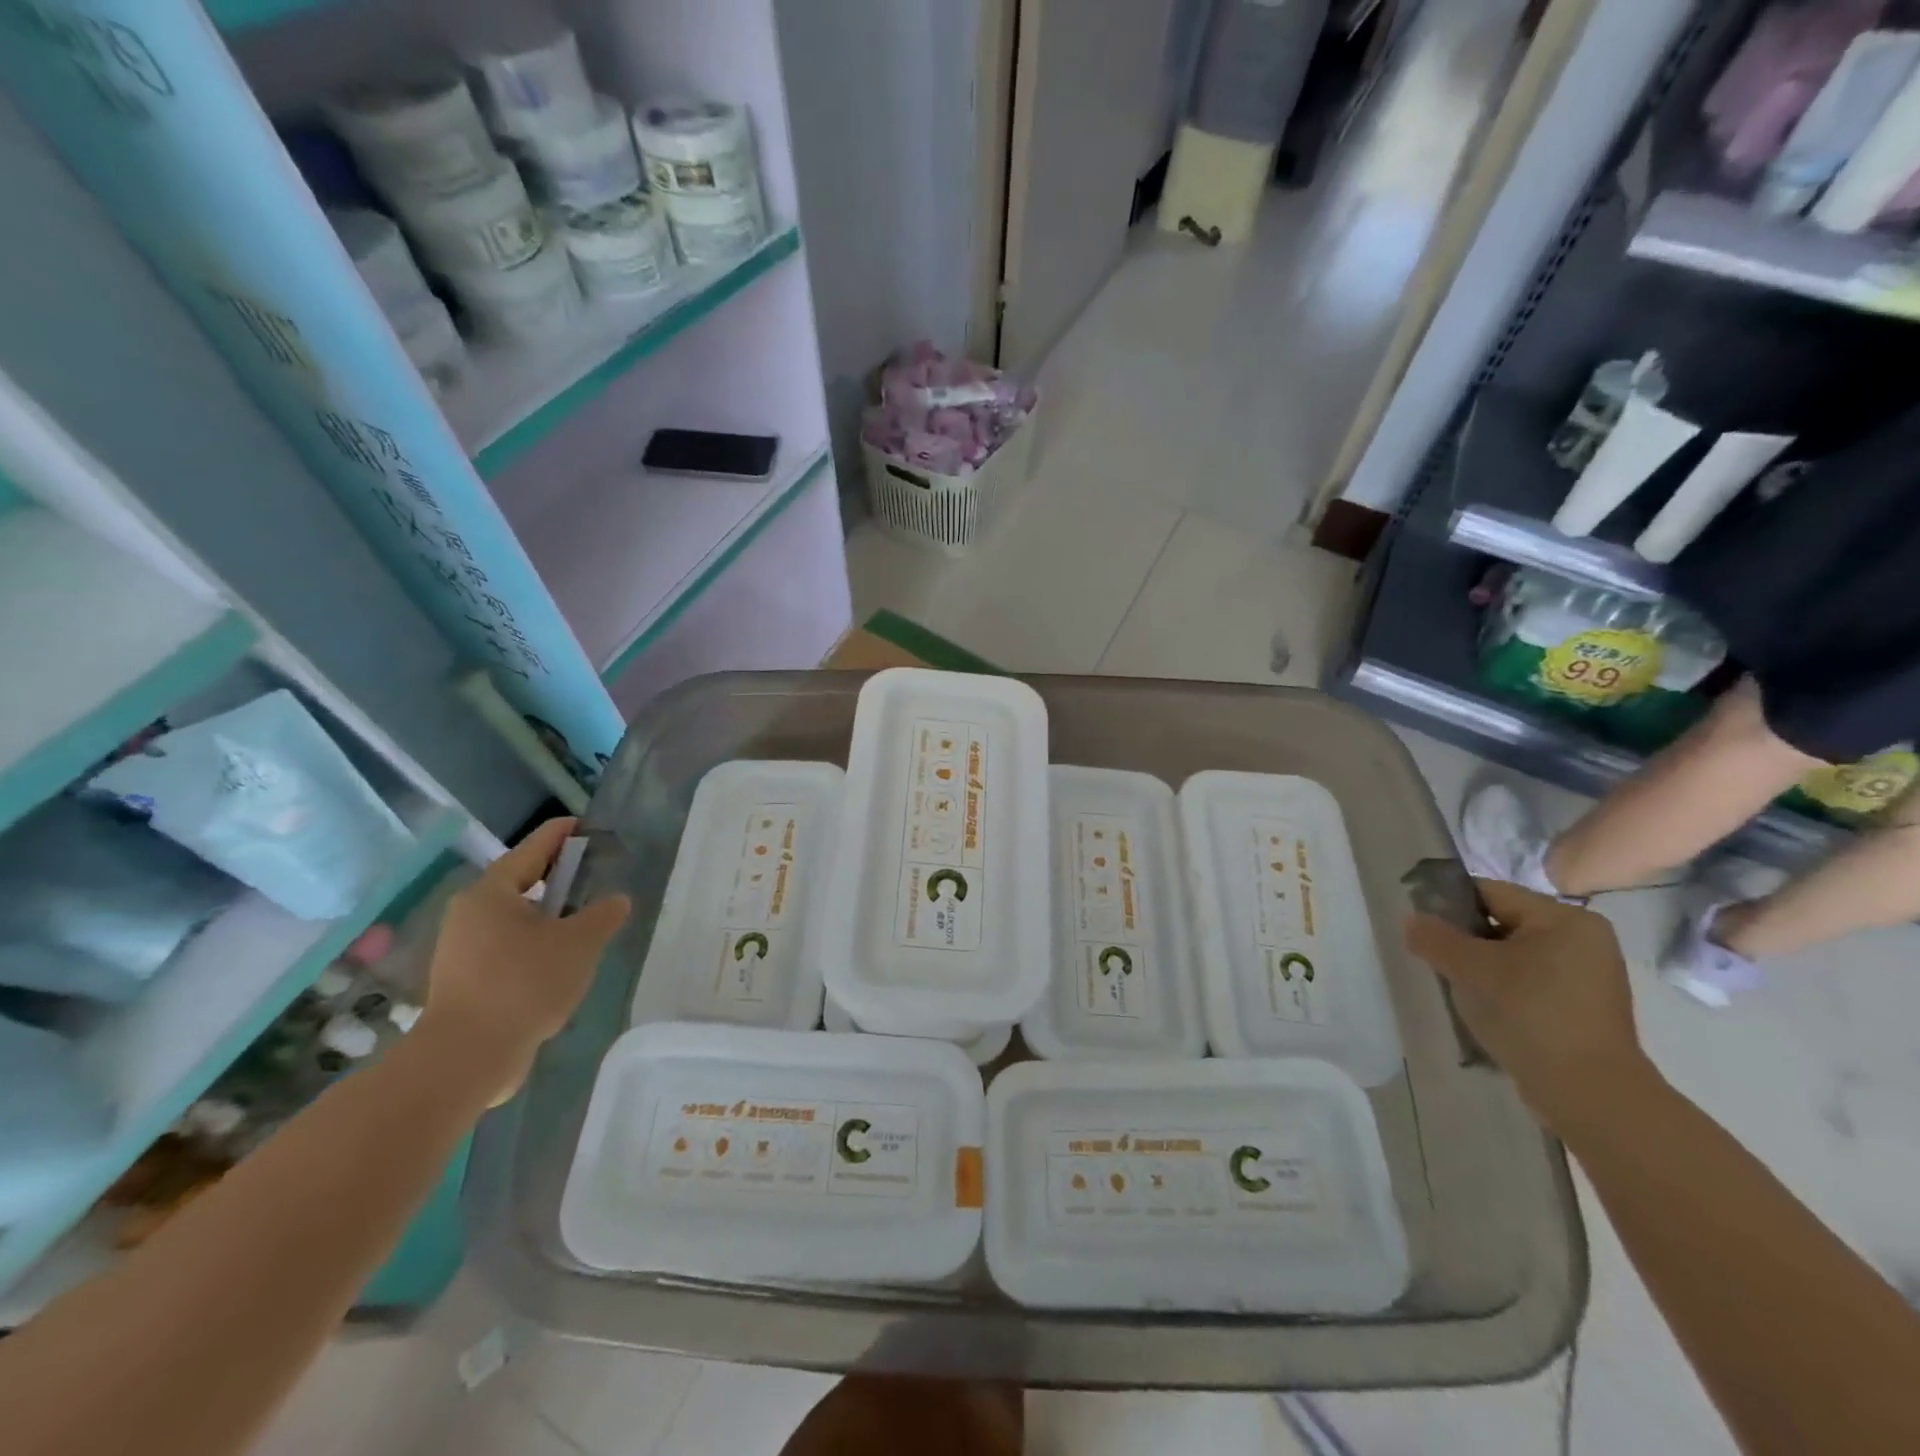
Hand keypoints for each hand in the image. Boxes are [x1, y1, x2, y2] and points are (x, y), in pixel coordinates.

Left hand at [416, 818, 629, 1104]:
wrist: (467, 1057)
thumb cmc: (524, 984)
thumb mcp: (579, 943)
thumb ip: (603, 915)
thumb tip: (615, 901)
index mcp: (492, 893)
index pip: (533, 849)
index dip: (562, 835)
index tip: (586, 825)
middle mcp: (470, 915)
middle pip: (520, 883)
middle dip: (557, 878)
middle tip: (594, 875)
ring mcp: (463, 950)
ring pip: (515, 920)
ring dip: (548, 917)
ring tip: (585, 922)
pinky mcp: (466, 982)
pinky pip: (508, 950)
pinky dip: (536, 946)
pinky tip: (562, 963)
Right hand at [1405, 879, 1653, 1137]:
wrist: (1589, 1094)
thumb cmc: (1530, 1015)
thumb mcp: (1470, 969)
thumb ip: (1435, 937)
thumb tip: (1412, 920)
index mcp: (1565, 919)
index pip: (1490, 893)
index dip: (1449, 905)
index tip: (1422, 928)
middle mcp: (1584, 939)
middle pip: (1503, 923)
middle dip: (1466, 941)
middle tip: (1438, 963)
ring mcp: (1589, 976)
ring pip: (1514, 955)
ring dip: (1483, 967)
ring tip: (1459, 989)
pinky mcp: (1585, 1007)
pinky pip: (1531, 982)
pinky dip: (1505, 989)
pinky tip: (1487, 1009)